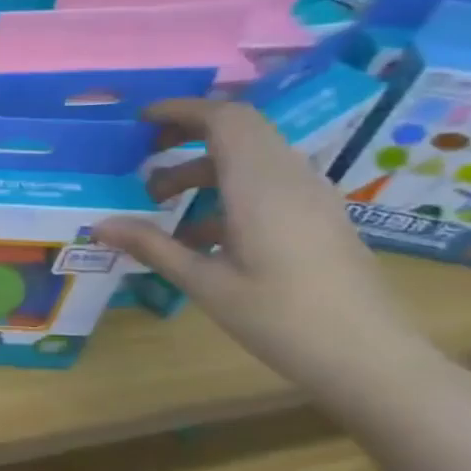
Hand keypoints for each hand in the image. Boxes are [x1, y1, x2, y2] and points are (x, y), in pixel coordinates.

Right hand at [92, 100, 440, 397]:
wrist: (371, 359)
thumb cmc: (281, 319)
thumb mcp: (205, 283)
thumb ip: (151, 246)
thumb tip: (99, 224)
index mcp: (260, 186)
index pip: (224, 119)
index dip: (181, 110)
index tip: (140, 121)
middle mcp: (290, 179)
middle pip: (239, 130)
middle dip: (187, 134)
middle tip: (144, 157)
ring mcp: (310, 197)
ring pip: (251, 157)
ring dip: (203, 167)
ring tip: (160, 203)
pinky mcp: (318, 217)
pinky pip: (267, 182)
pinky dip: (226, 189)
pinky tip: (199, 234)